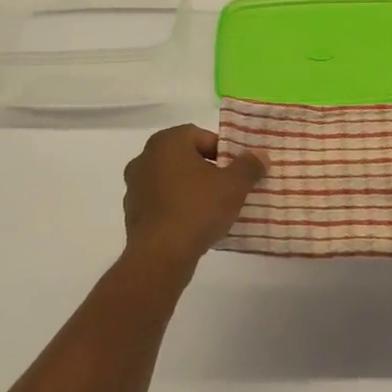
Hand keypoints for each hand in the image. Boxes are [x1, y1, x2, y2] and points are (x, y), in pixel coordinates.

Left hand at [121, 125, 266, 266]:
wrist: (160, 256)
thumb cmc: (197, 209)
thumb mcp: (234, 185)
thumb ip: (249, 166)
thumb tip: (260, 155)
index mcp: (166, 143)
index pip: (200, 135)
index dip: (222, 150)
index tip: (236, 169)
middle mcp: (144, 158)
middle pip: (184, 157)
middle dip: (207, 169)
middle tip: (228, 187)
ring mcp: (134, 186)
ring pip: (172, 180)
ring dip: (191, 188)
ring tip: (213, 208)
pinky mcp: (132, 212)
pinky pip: (161, 202)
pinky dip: (177, 207)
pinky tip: (194, 224)